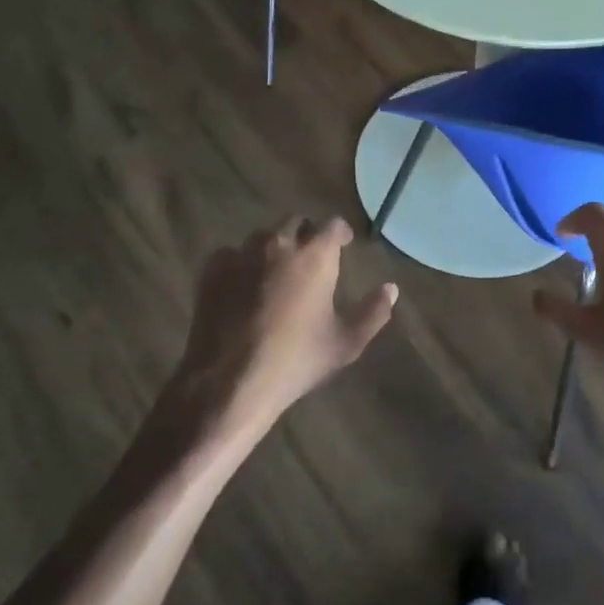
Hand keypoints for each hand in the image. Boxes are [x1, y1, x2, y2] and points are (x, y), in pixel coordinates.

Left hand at [170, 215, 397, 444]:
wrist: (230, 381)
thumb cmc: (296, 360)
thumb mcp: (345, 343)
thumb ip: (373, 312)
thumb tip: (391, 289)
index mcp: (315, 256)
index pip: (332, 225)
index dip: (340, 232)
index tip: (344, 244)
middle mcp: (278, 244)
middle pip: (295, 223)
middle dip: (305, 235)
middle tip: (309, 258)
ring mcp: (241, 254)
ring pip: (261, 237)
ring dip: (272, 247)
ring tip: (275, 271)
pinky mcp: (212, 270)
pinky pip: (231, 255)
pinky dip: (241, 264)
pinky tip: (242, 286)